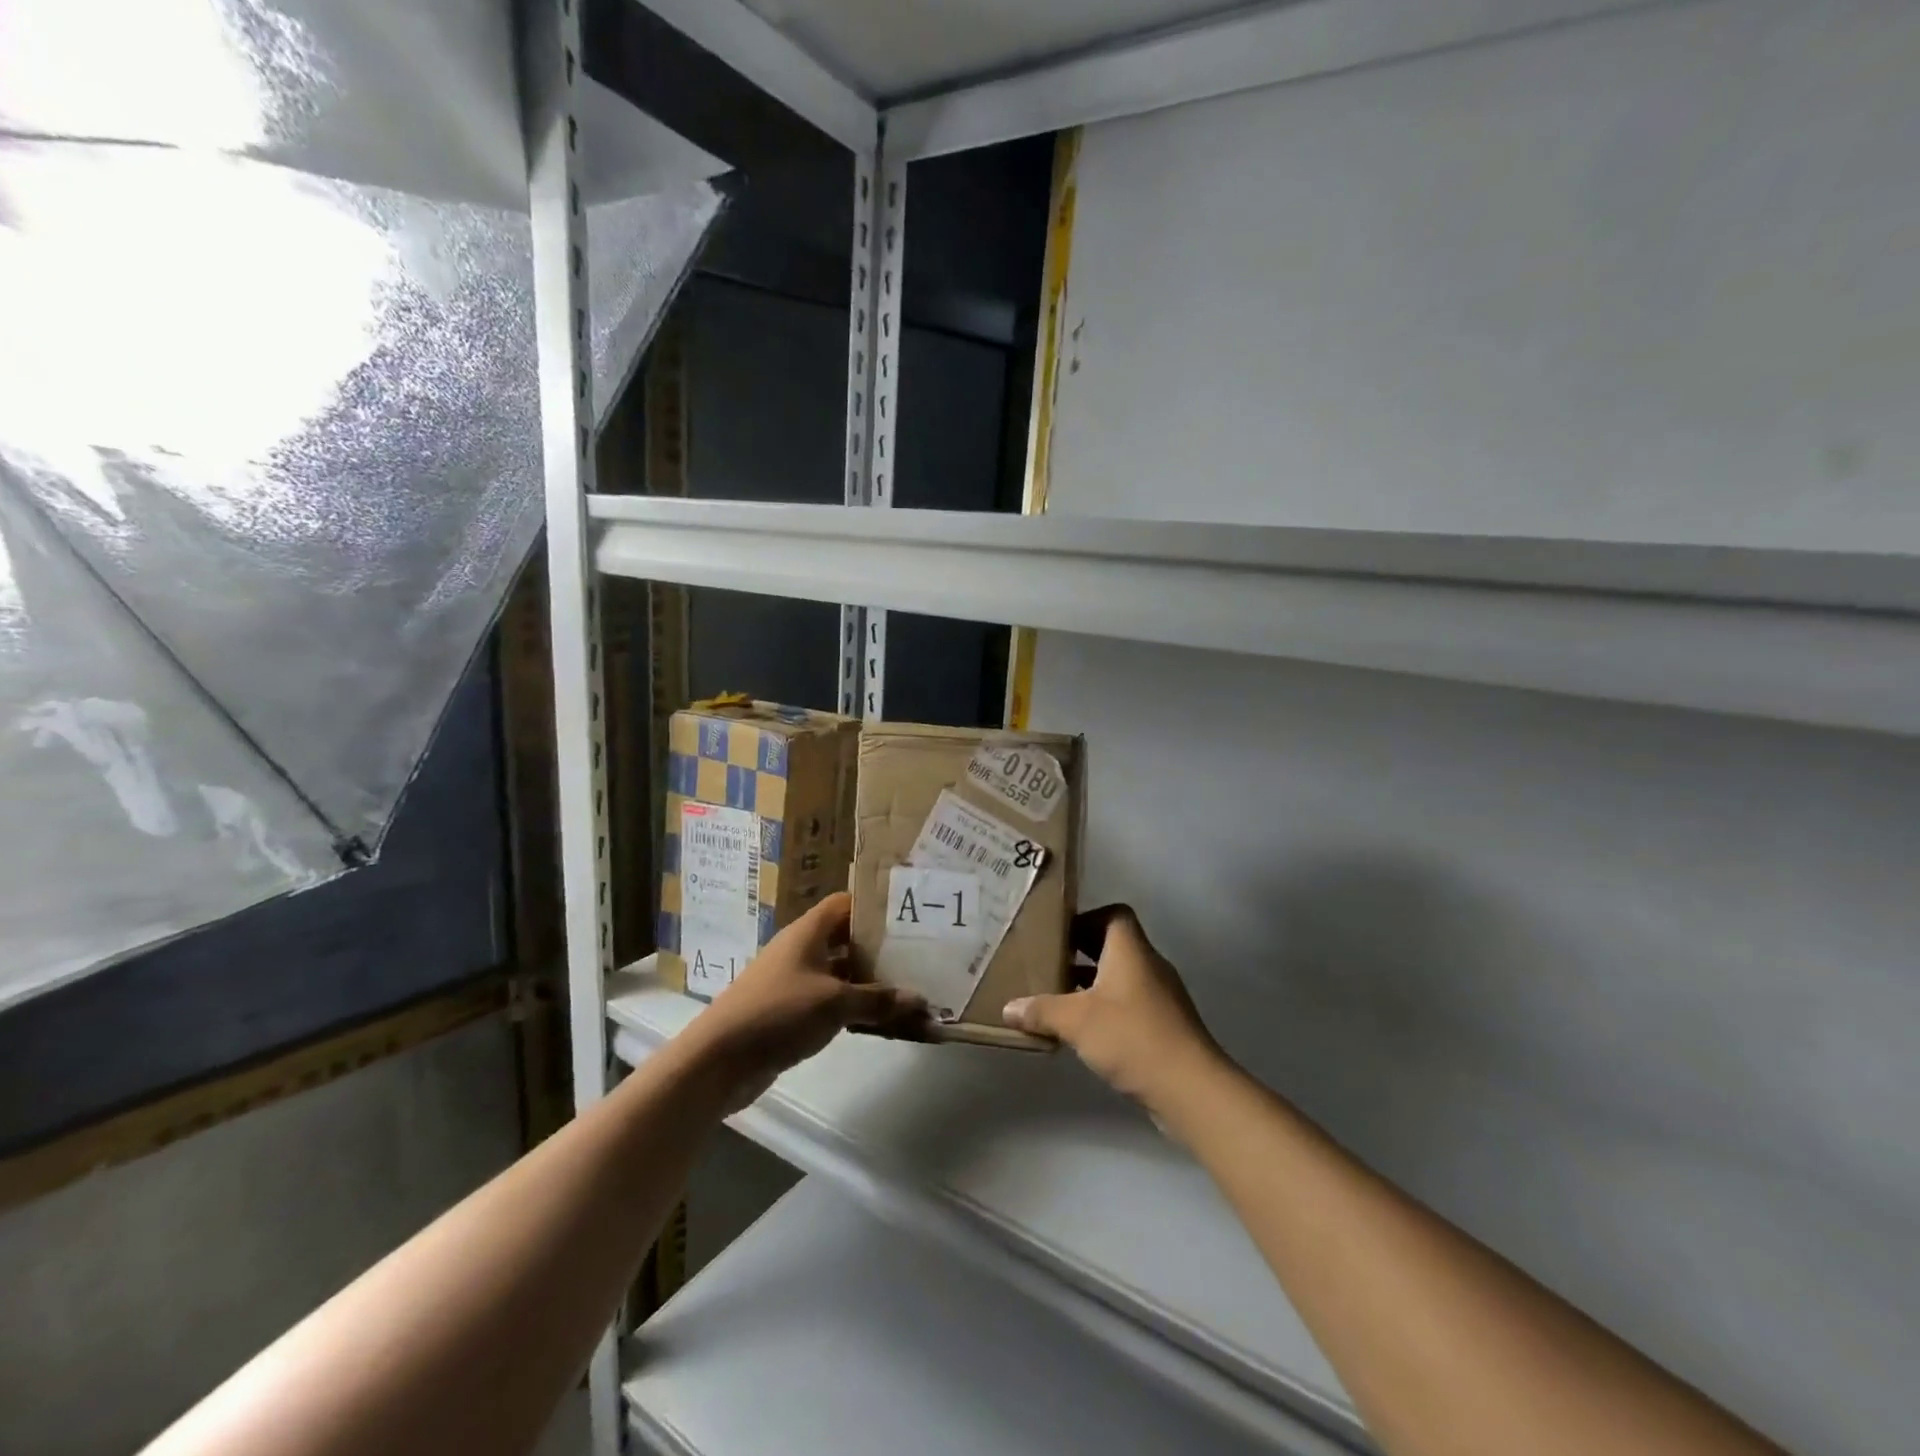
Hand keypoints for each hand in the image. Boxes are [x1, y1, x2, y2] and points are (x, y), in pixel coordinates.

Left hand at [688, 892, 927, 1107]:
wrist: (719, 1060)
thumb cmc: (779, 1013)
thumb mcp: (835, 1003)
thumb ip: (878, 1000)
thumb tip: (920, 1001)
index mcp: (809, 932)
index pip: (846, 904)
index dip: (874, 907)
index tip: (908, 917)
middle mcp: (802, 950)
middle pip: (847, 940)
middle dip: (880, 950)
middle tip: (919, 957)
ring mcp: (795, 982)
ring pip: (842, 975)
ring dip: (871, 985)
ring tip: (910, 992)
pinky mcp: (792, 1013)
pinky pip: (833, 1003)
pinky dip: (855, 1009)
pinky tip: (882, 1022)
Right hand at [1003, 904, 1224, 1110]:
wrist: (1191, 1089)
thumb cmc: (1132, 1037)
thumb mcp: (1076, 1021)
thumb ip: (1041, 1010)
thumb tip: (1008, 1008)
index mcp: (1131, 951)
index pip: (1113, 914)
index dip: (1086, 918)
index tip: (1058, 935)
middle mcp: (1148, 966)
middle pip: (1113, 945)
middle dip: (1080, 953)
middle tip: (1048, 964)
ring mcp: (1160, 997)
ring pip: (1120, 977)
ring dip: (1092, 984)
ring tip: (1058, 999)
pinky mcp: (1164, 1026)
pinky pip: (1129, 1005)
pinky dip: (1106, 1010)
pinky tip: (1084, 1032)